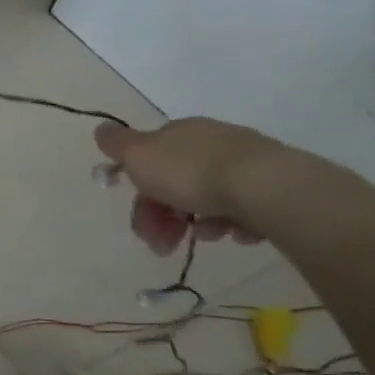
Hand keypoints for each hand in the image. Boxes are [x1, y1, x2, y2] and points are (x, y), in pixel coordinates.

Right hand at [94, 118, 287, 255]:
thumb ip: (117, 144)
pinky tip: (235, 232)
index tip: (138, 220)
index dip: (139, 193)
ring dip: (198, 223)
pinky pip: (242, 209)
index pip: (149, 162)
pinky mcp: (272, 187)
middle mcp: (211, 143)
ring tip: (208, 237)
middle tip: (163, 245)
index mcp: (179, 134)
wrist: (264, 187)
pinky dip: (232, 223)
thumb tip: (102, 129)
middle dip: (163, 217)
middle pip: (175, 185)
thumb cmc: (190, 171)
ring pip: (207, 199)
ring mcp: (244, 165)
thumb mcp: (139, 155)